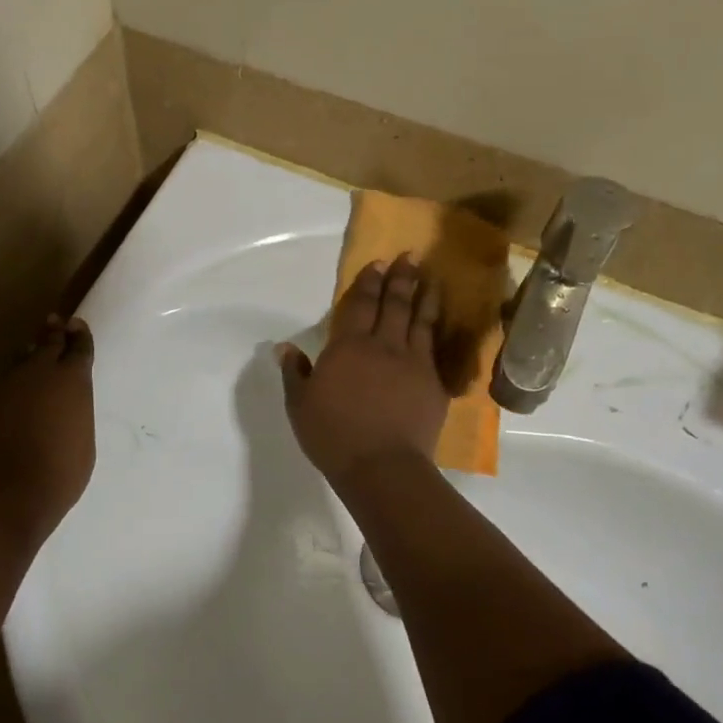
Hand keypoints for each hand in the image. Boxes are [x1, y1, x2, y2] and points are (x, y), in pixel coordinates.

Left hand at [0, 315, 96, 551]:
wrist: (0, 497)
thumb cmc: (57, 476)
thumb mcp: (83, 445)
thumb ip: (76, 415)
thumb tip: (66, 407)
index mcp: (71, 380)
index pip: (78, 347)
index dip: (79, 335)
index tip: (76, 325)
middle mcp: (38, 373)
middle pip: (47, 343)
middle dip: (53, 333)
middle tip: (55, 323)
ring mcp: (6, 386)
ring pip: (21, 361)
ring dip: (30, 356)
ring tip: (33, 353)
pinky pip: (3, 384)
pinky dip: (13, 383)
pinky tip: (14, 392)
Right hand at [277, 256, 448, 486]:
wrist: (382, 466)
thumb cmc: (333, 434)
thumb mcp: (300, 405)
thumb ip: (295, 373)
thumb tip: (284, 348)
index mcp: (348, 347)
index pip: (359, 305)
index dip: (368, 283)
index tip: (378, 263)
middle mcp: (383, 346)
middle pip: (393, 305)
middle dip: (400, 279)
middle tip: (409, 257)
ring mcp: (413, 363)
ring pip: (420, 322)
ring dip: (424, 297)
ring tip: (431, 279)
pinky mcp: (434, 385)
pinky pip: (435, 349)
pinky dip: (436, 331)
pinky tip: (438, 324)